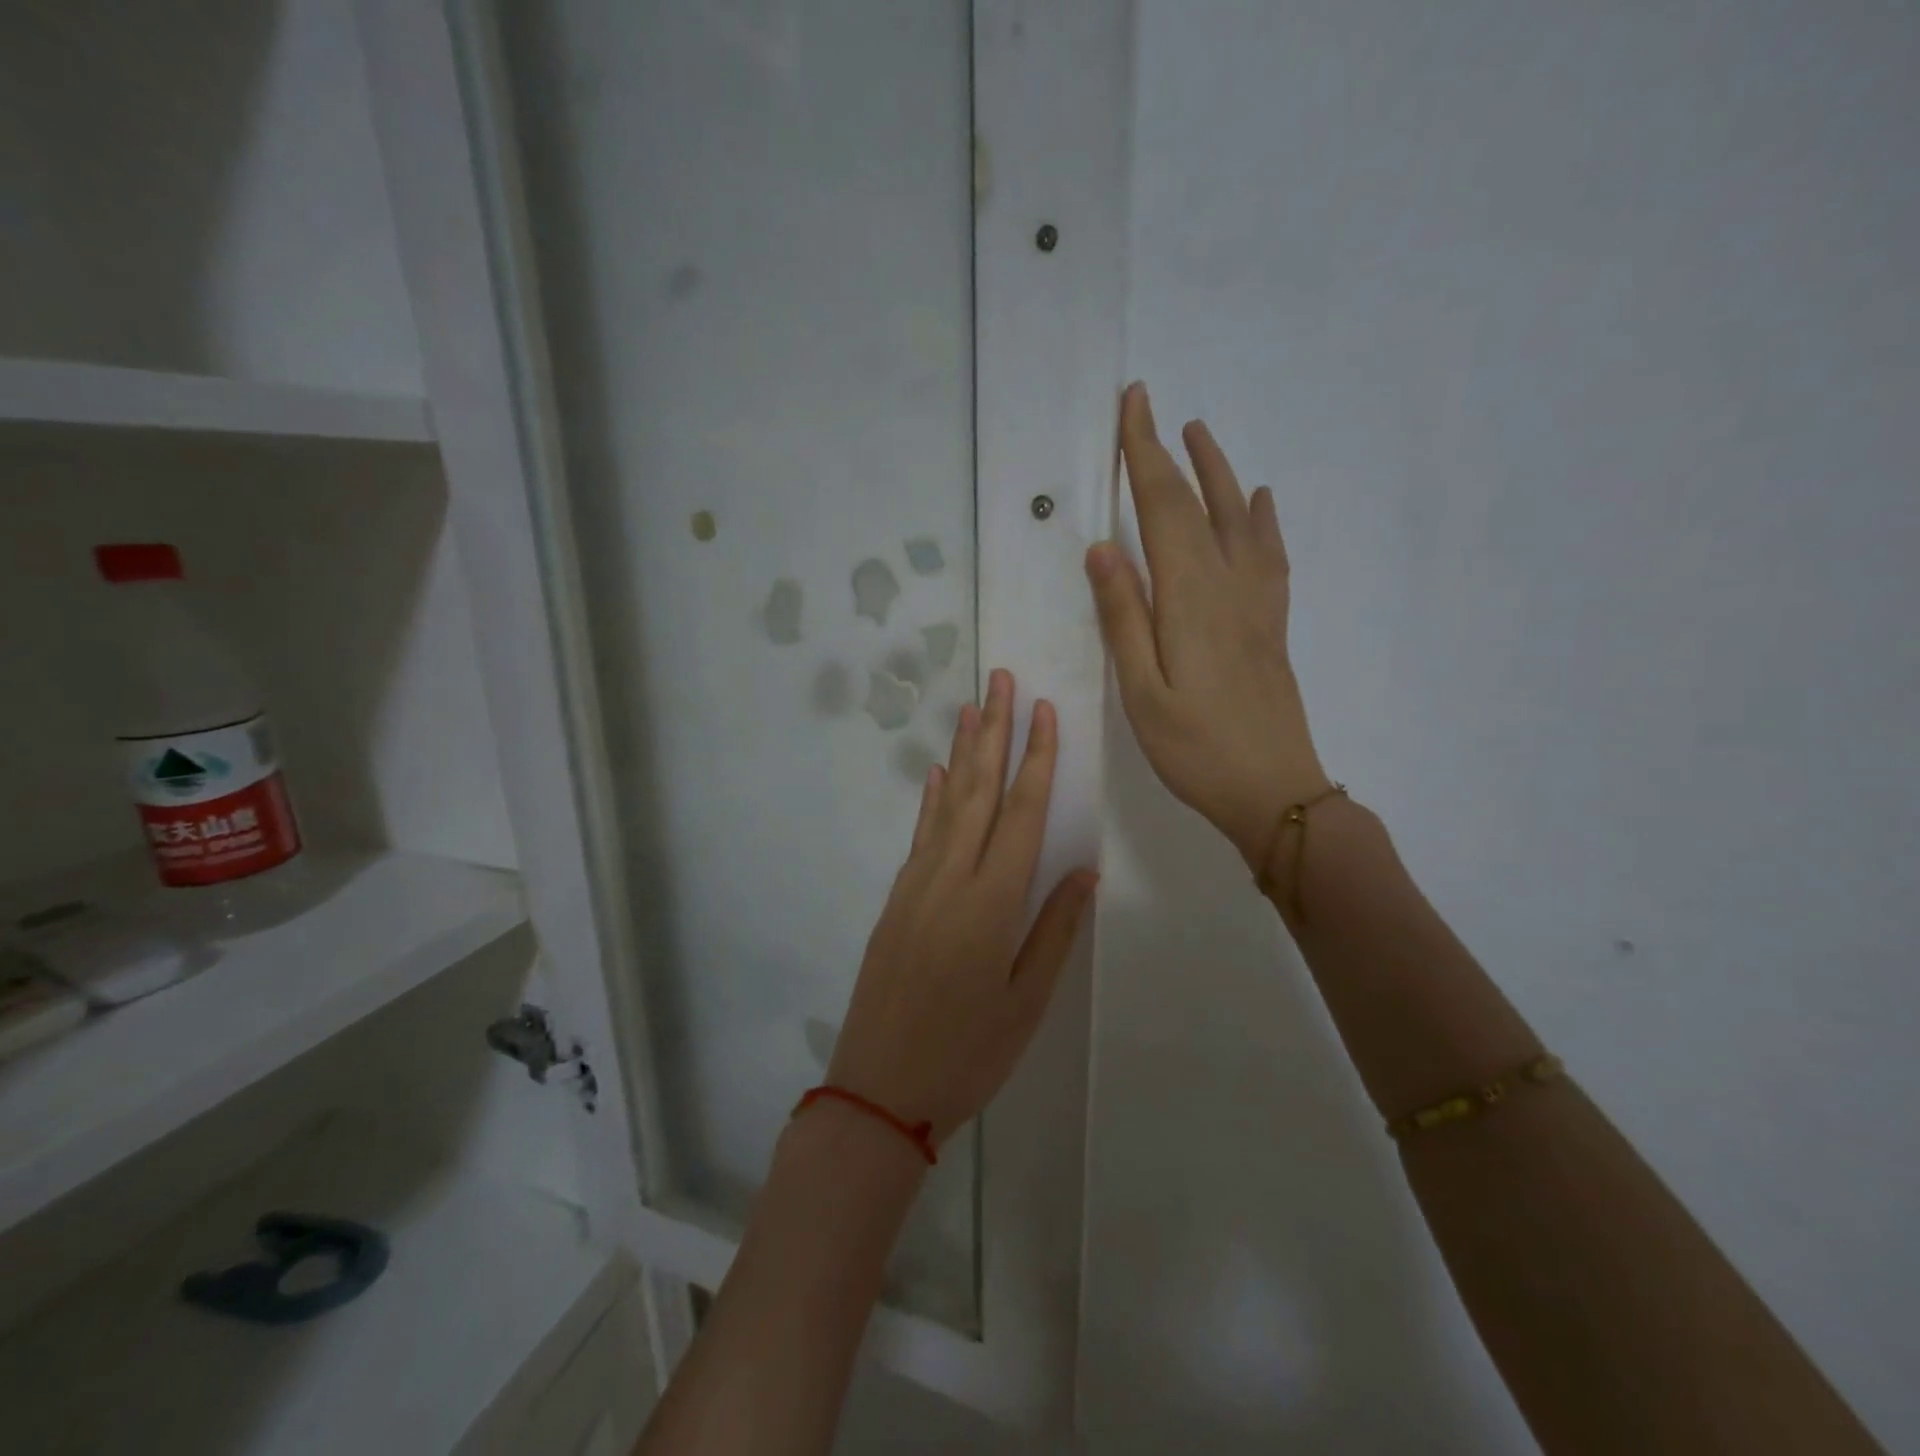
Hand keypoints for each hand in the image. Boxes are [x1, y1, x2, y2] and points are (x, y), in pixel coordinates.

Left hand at [828, 669, 1097, 1145]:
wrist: (878, 1088)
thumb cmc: (967, 1054)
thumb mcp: (1025, 1002)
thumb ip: (1054, 929)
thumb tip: (1084, 869)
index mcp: (992, 902)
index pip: (1022, 813)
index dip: (1036, 758)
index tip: (1043, 710)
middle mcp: (951, 879)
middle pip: (978, 791)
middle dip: (993, 732)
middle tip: (1001, 678)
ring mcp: (916, 885)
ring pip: (944, 804)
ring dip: (960, 753)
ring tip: (972, 707)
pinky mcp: (896, 900)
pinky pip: (919, 835)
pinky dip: (929, 800)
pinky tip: (933, 775)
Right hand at [1086, 382, 1329, 867]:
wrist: (1273, 790)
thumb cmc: (1195, 749)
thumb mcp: (1142, 692)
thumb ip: (1124, 618)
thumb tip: (1103, 548)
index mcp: (1189, 598)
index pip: (1163, 508)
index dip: (1144, 454)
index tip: (1131, 406)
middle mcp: (1228, 585)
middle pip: (1198, 503)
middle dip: (1170, 450)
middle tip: (1150, 404)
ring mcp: (1257, 602)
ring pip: (1238, 518)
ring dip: (1218, 471)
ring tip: (1200, 433)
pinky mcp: (1271, 623)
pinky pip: (1269, 554)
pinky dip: (1261, 519)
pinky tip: (1257, 502)